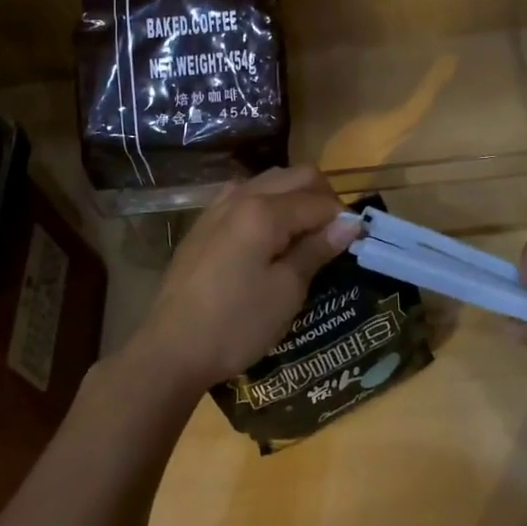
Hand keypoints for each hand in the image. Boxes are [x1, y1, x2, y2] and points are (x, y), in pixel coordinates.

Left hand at [125, 166, 361, 395]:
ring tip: (304, 234)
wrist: (170, 349)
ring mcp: (219, 206)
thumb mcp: (286, 291)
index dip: (343, 218)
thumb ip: (316, 249)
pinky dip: (267, 203)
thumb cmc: (236, 324)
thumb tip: (350, 223)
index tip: (356, 242)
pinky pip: (245, 194)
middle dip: (323, 197)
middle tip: (334, 235)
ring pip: (270, 180)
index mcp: (265, 211)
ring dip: (295, 196)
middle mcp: (242, 195)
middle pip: (296, 176)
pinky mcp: (205, 222)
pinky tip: (269, 234)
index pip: (319, 200)